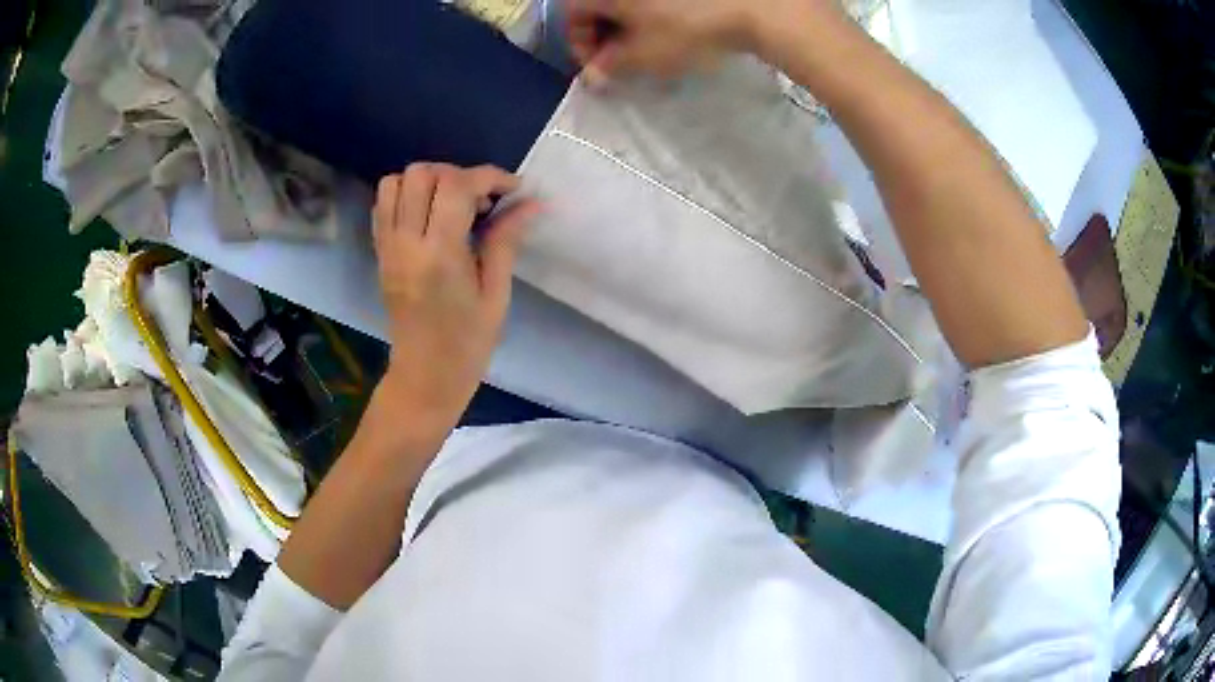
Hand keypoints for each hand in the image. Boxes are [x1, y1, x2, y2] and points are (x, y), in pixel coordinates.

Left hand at [372, 163, 539, 447]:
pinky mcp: (380, 252)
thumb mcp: (496, 295)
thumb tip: (531, 203)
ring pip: (396, 181)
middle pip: (423, 174)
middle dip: (458, 175)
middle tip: (482, 201)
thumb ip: (507, 241)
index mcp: (440, 256)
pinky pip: (383, 204)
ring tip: (453, 204)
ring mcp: (388, 246)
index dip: (489, 177)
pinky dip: (407, 195)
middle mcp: (406, 243)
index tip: (513, 190)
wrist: (425, 376)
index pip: (456, 187)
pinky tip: (430, 215)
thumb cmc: (467, 344)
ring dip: (428, 181)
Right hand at [567, 0, 844, 82]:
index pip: (570, 15)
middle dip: (603, 34)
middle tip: (620, 60)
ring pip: (627, 3)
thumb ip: (609, 67)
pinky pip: (653, 1)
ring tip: (647, 47)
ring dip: (628, 25)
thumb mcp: (642, 55)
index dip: (578, 44)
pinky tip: (669, 28)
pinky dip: (652, 13)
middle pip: (598, 5)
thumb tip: (593, 76)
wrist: (751, 6)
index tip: (597, 67)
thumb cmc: (685, 28)